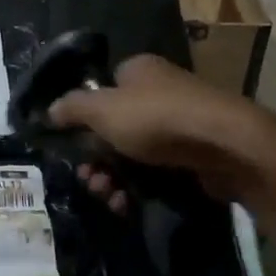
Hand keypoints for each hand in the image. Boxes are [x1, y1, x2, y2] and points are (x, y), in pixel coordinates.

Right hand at [50, 55, 275, 211]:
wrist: (227, 146)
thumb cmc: (158, 118)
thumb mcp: (103, 109)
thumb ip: (71, 109)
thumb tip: (48, 111)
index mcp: (137, 70)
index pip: (101, 91)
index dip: (82, 121)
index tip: (72, 149)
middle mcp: (159, 91)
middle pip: (114, 127)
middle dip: (95, 158)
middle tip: (89, 180)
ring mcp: (179, 124)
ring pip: (133, 153)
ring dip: (113, 178)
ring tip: (108, 198)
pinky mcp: (195, 154)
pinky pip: (157, 171)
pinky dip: (139, 188)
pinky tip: (129, 205)